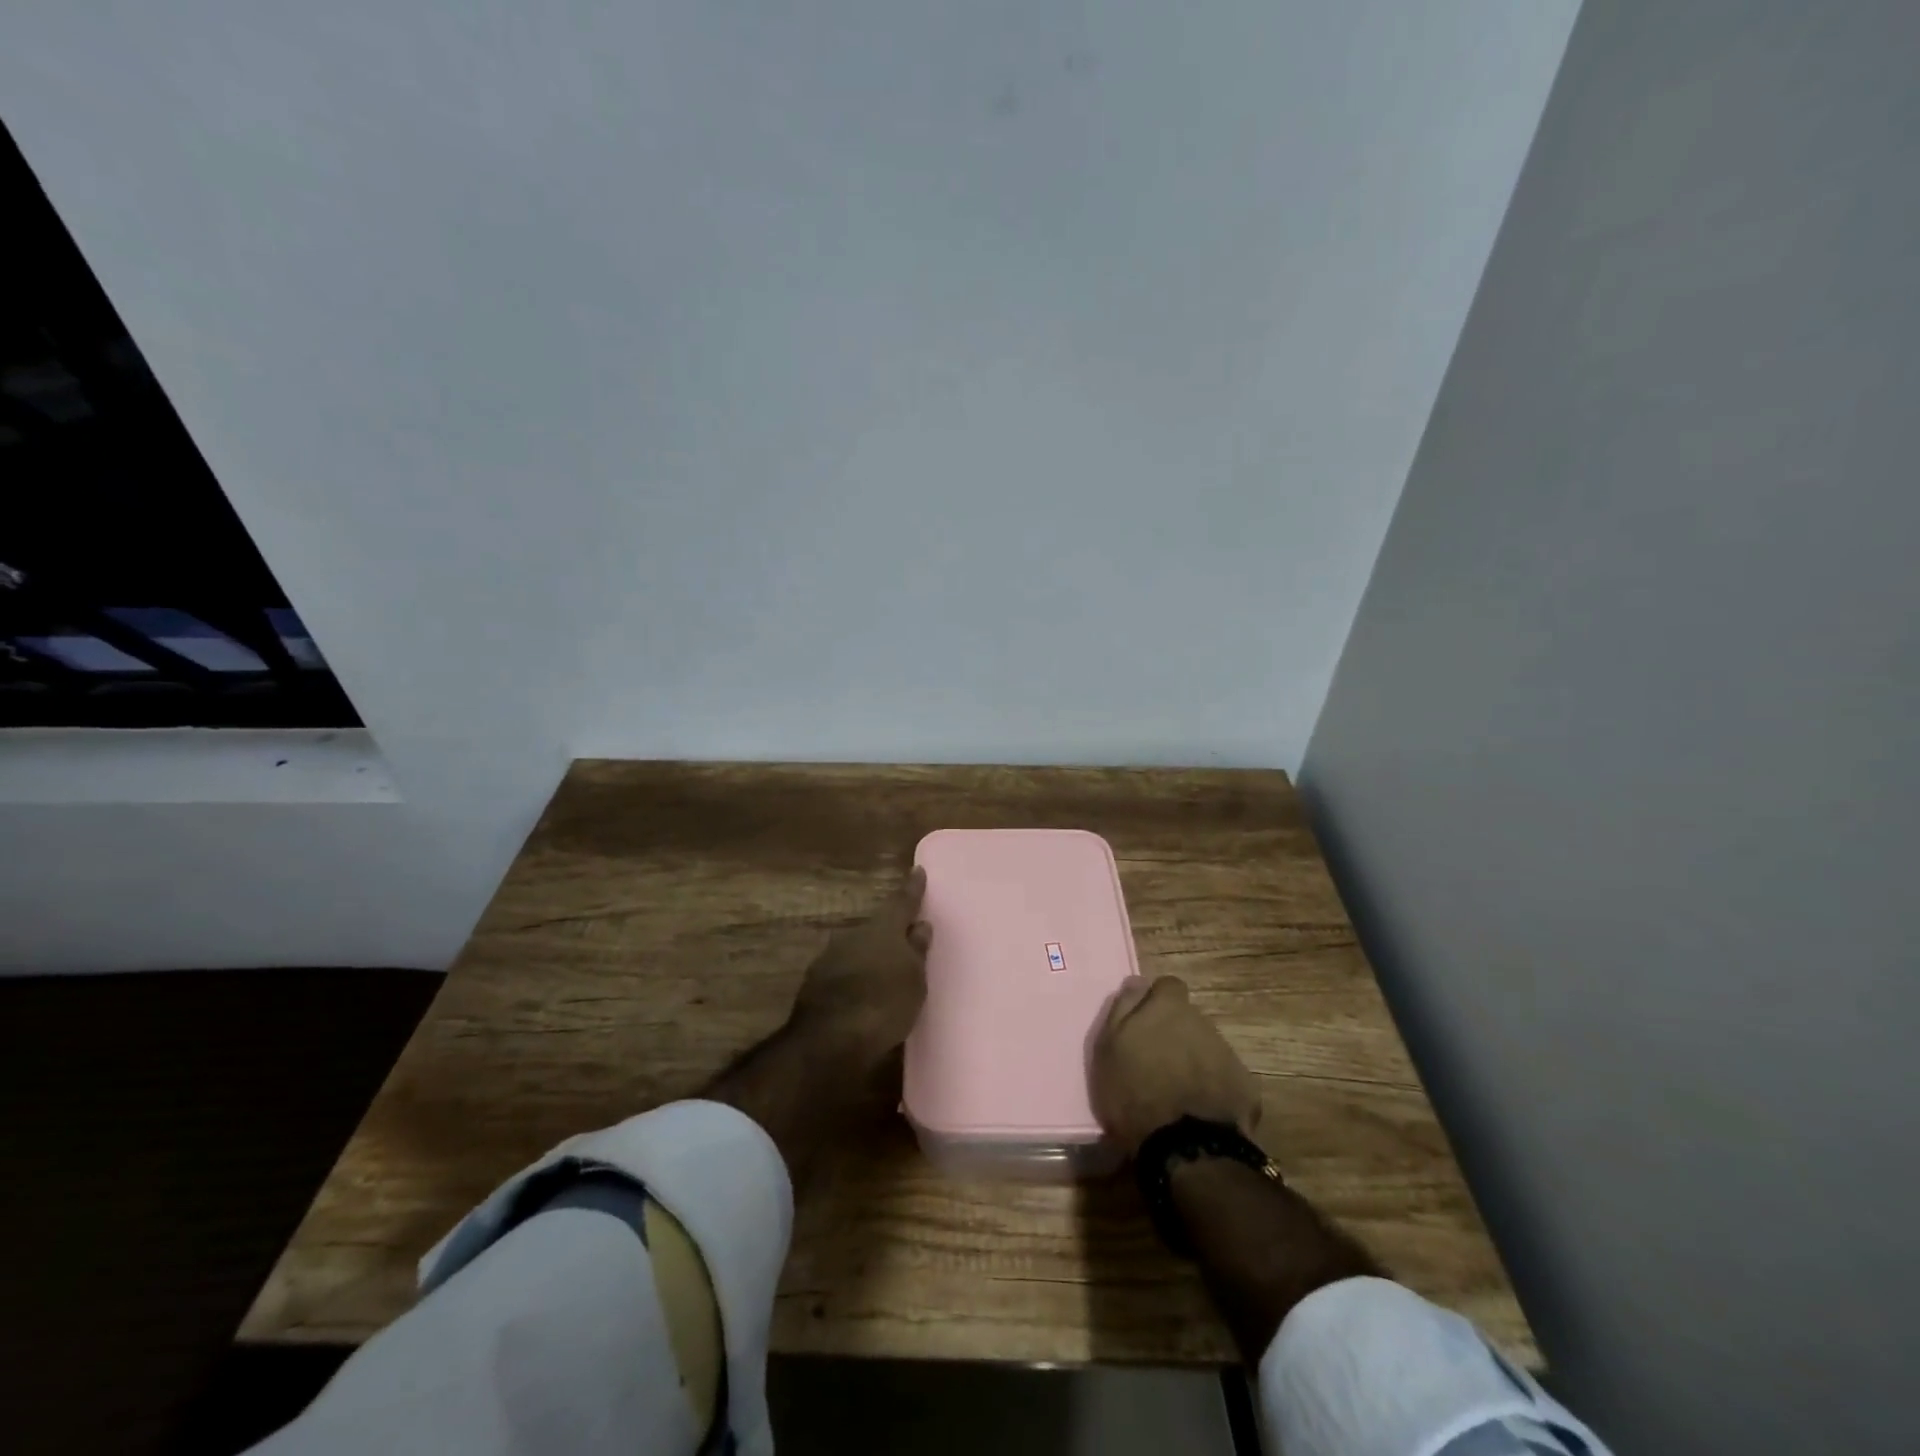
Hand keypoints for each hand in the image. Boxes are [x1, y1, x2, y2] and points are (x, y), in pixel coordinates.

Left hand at [706, 868, 931, 1184]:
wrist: (830, 1039)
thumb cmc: (884, 1005)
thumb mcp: (914, 981)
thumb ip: (917, 951)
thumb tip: (919, 926)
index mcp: (884, 929)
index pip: (903, 902)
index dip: (913, 888)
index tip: (918, 871)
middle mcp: (855, 934)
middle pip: (878, 927)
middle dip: (891, 933)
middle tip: (906, 943)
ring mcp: (831, 955)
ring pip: (858, 948)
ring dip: (870, 957)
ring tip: (884, 974)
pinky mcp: (815, 980)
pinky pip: (844, 970)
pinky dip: (855, 977)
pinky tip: (862, 993)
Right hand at [1089, 975, 1262, 1155]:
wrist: (1186, 1147)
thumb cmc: (1135, 1092)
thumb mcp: (1109, 1047)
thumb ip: (1123, 1008)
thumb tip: (1137, 981)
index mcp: (1168, 1007)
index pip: (1168, 986)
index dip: (1157, 1001)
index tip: (1144, 1023)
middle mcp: (1202, 1022)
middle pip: (1189, 1019)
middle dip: (1175, 1034)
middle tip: (1156, 1063)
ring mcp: (1227, 1053)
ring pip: (1206, 1047)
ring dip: (1193, 1060)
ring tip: (1176, 1092)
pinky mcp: (1244, 1086)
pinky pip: (1223, 1077)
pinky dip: (1212, 1087)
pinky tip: (1198, 1112)